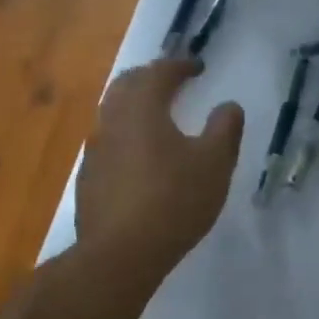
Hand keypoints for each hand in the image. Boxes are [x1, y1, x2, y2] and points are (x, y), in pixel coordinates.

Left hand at [76, 58, 243, 288]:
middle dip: (150, 78)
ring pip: (113, 114)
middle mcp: (112, 121)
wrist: (121, 253)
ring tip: (157, 117)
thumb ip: (225, 129)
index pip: (158, 73)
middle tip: (172, 82)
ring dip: (135, 107)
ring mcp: (96, 151)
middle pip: (126, 85)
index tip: (197, 67)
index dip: (179, 65)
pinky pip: (109, 144)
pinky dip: (127, 137)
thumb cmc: (174, 201)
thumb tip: (228, 106)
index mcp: (142, 109)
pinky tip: (140, 158)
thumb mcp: (215, 165)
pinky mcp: (89, 179)